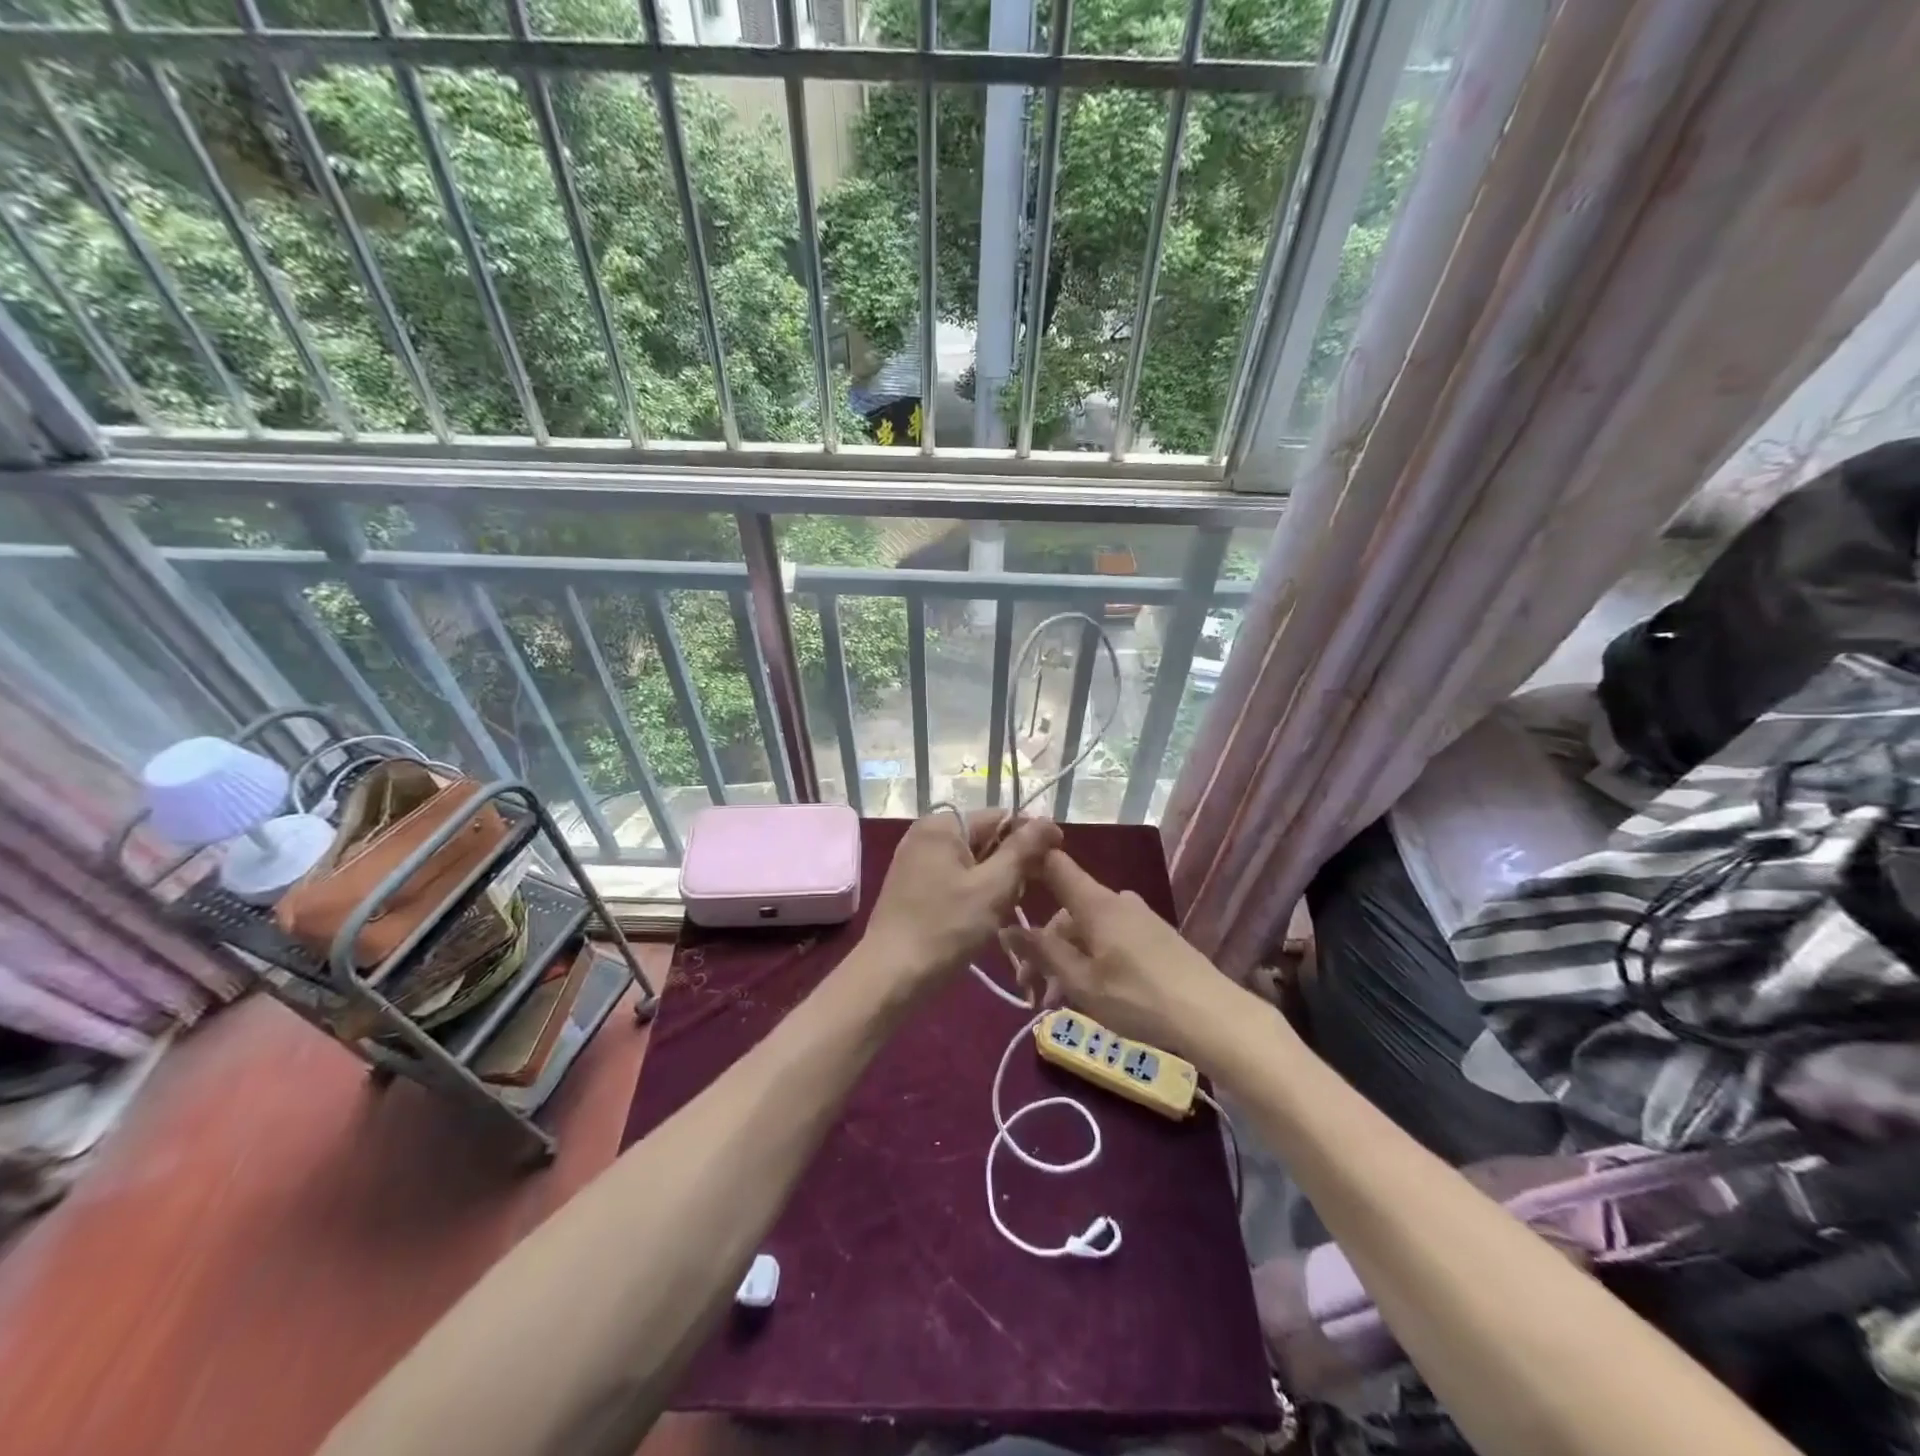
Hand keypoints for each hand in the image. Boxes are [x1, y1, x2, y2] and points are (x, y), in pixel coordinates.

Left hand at [861, 810, 1061, 991]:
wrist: (890, 975)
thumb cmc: (946, 927)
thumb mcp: (993, 887)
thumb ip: (1022, 850)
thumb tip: (1048, 821)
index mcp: (942, 825)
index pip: (1000, 817)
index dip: (1031, 837)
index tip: (1055, 862)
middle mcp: (925, 834)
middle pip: (985, 838)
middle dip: (1010, 864)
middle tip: (1025, 896)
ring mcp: (915, 861)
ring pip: (971, 862)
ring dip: (993, 883)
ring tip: (1003, 911)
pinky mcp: (911, 886)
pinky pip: (954, 878)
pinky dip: (973, 893)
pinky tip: (980, 919)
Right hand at [1001, 849, 1233, 1052]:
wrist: (1211, 1015)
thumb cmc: (1138, 997)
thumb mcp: (1080, 981)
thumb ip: (1042, 952)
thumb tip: (1005, 926)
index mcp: (1095, 902)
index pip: (1054, 864)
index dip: (1029, 863)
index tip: (1005, 881)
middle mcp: (1116, 900)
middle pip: (1067, 911)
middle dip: (1045, 947)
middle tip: (1033, 992)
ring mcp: (1139, 917)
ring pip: (1088, 930)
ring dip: (1068, 961)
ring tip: (1060, 1002)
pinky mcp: (1155, 937)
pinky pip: (1111, 938)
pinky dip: (1093, 961)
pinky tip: (1092, 994)